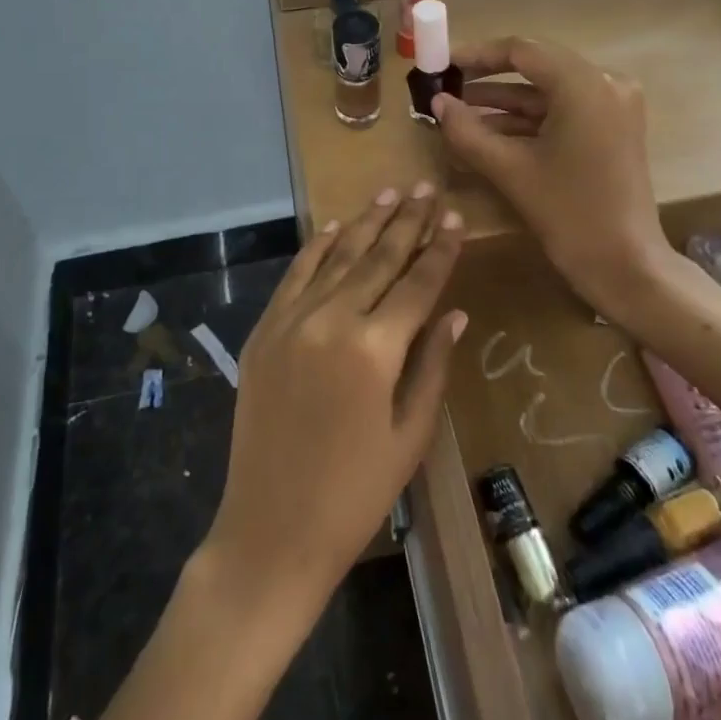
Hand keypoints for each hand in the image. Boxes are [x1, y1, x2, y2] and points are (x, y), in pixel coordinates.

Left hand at [205, 184, 467, 607]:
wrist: (270, 531)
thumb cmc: (355, 494)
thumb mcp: (410, 435)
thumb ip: (433, 364)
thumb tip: (456, 311)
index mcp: (375, 349)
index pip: (417, 283)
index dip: (440, 249)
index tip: (455, 217)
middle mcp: (332, 320)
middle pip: (378, 258)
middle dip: (407, 221)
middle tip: (427, 189)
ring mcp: (292, 321)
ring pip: (337, 257)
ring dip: (366, 222)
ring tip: (390, 193)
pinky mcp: (264, 331)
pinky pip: (295, 276)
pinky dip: (317, 248)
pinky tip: (335, 226)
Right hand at [431, 37, 676, 322]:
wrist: (626, 265)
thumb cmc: (569, 213)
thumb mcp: (510, 170)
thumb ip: (467, 131)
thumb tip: (436, 103)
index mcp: (584, 84)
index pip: (521, 50)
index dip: (477, 55)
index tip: (442, 66)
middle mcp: (605, 83)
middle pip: (536, 67)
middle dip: (488, 79)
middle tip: (447, 87)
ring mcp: (613, 105)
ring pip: (548, 92)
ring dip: (505, 102)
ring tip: (458, 112)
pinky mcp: (613, 128)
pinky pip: (563, 111)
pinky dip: (529, 120)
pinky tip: (489, 132)